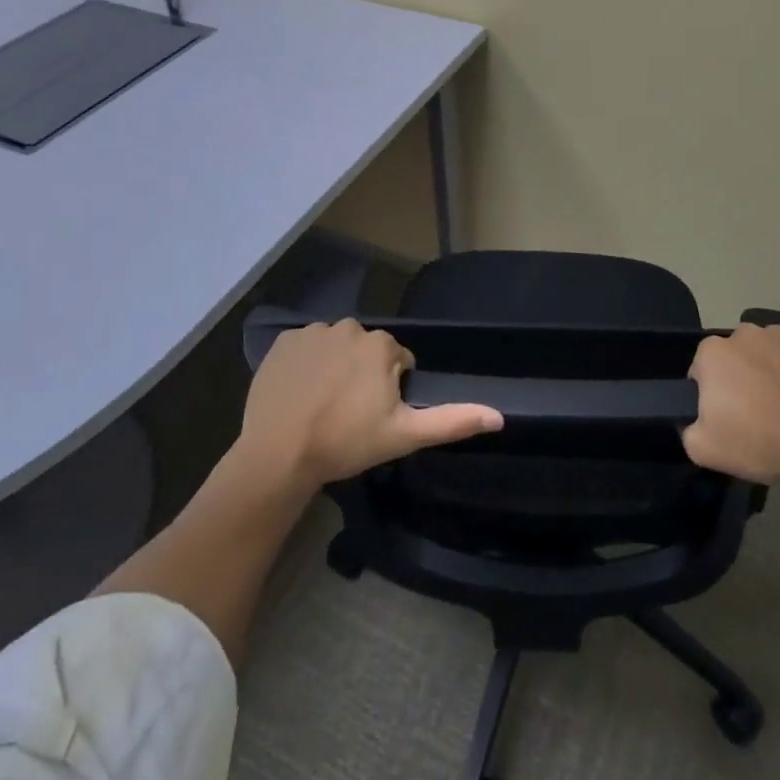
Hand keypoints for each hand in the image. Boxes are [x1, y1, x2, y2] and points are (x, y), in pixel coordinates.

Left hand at [237, 318, 502, 488]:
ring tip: (321, 405)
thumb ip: (452, 421)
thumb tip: (500, 417)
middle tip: (348, 413)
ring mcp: (313, 331)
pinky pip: (304, 347)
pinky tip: (299, 393)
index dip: (389, 389)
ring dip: (334, 367)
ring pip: (336, 347)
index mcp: (382, 345)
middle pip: (366, 350)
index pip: (397, 361)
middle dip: (362, 374)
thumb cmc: (346, 442)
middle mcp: (351, 327)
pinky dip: (305, 364)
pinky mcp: (283, 341)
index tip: (373, 416)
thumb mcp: (404, 435)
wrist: (279, 453)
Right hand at [683, 324, 779, 487]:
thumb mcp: (704, 450)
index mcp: (713, 352)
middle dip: (741, 376)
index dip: (712, 393)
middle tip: (756, 411)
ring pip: (767, 350)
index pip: (702, 369)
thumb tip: (699, 421)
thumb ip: (689, 430)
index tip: (727, 416)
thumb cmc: (759, 442)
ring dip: (770, 369)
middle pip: (735, 355)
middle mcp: (744, 332)